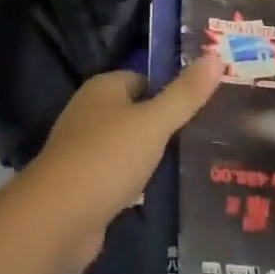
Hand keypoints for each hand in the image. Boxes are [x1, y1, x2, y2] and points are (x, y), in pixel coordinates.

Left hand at [23, 55, 223, 267]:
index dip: (175, 91)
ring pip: (131, 147)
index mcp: (104, 88)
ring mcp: (85, 150)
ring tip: (198, 167)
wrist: (58, 218)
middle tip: (210, 138)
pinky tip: (167, 194)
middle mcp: (91, 112)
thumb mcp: (153, 123)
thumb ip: (185, 94)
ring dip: (155, 158)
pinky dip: (141, 184)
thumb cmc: (107, 157)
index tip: (208, 105)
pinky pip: (122, 177)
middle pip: (139, 113)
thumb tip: (216, 55)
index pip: (146, 79)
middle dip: (168, 126)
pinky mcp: (85, 186)